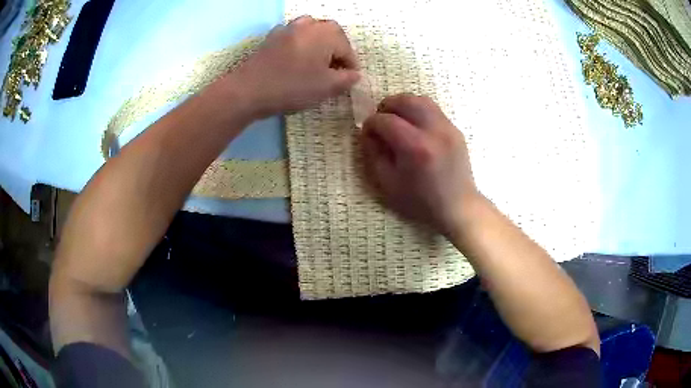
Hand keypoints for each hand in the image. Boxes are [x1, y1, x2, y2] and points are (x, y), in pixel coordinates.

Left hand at [231, 16, 359, 117]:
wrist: (249, 90)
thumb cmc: (292, 87)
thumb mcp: (327, 87)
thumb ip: (347, 79)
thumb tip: (354, 74)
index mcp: (327, 33)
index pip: (347, 49)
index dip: (351, 67)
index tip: (349, 81)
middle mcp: (309, 24)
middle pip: (331, 35)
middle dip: (336, 52)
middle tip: (334, 72)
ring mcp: (288, 28)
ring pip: (311, 32)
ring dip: (318, 45)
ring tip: (316, 63)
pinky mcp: (271, 37)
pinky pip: (292, 36)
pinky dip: (299, 44)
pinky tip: (294, 58)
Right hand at [361, 93, 479, 235]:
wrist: (457, 206)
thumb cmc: (420, 200)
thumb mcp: (388, 183)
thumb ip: (374, 154)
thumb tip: (368, 133)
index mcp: (415, 147)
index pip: (386, 120)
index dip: (371, 123)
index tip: (367, 132)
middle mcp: (433, 130)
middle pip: (405, 101)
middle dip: (387, 106)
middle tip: (381, 119)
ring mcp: (447, 128)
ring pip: (421, 100)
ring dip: (403, 104)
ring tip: (396, 117)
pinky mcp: (455, 129)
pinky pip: (433, 109)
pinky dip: (419, 110)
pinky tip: (414, 125)